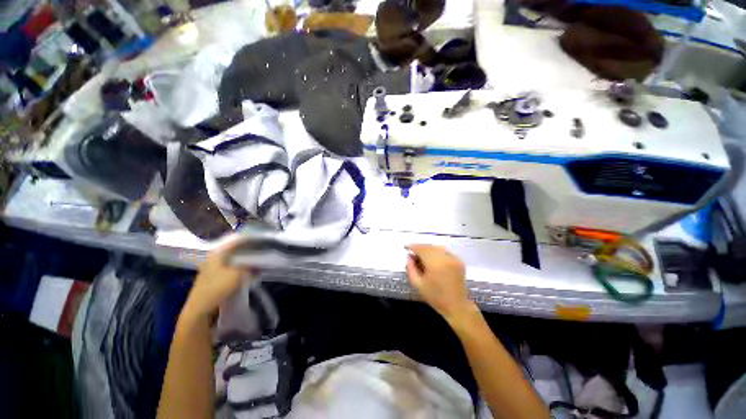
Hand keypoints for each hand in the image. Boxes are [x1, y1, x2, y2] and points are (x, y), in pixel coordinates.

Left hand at [183, 239, 255, 320]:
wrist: (200, 309)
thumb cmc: (217, 287)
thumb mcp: (237, 275)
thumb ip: (249, 267)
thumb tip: (258, 263)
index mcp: (217, 254)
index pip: (235, 242)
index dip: (248, 240)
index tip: (260, 240)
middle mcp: (214, 259)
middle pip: (234, 252)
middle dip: (248, 251)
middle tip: (261, 251)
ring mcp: (214, 270)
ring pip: (234, 262)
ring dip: (246, 262)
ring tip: (259, 261)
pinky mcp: (216, 279)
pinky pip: (232, 271)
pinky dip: (241, 270)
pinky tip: (250, 272)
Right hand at [405, 244, 474, 320]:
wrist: (456, 306)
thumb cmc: (435, 297)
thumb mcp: (417, 284)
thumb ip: (410, 268)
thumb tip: (408, 256)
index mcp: (435, 263)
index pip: (421, 249)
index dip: (413, 247)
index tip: (406, 248)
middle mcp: (445, 257)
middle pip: (429, 246)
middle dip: (420, 247)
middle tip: (413, 253)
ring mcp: (453, 258)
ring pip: (437, 247)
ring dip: (428, 249)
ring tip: (422, 255)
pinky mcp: (459, 260)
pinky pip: (445, 251)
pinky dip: (437, 252)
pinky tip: (433, 258)